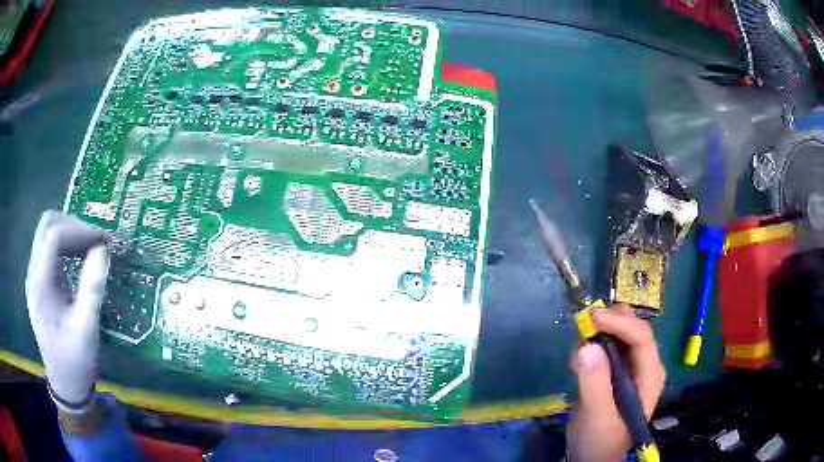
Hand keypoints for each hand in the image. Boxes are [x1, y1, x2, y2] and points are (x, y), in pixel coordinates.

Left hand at [25, 210, 109, 408]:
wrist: (66, 385)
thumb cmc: (75, 361)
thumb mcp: (86, 329)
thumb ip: (92, 288)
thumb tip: (104, 249)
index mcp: (40, 284)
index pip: (54, 236)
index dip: (79, 230)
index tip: (104, 240)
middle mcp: (34, 273)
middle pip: (47, 225)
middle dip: (73, 225)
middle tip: (96, 240)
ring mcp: (35, 277)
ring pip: (48, 233)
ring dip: (70, 234)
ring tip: (91, 248)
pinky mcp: (41, 283)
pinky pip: (51, 250)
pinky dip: (67, 246)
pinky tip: (80, 259)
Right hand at [566, 304, 664, 461]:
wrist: (593, 456)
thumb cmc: (600, 439)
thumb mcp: (596, 415)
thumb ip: (594, 383)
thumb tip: (586, 345)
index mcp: (650, 374)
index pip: (641, 336)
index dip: (618, 322)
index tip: (590, 317)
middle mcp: (645, 364)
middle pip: (633, 328)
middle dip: (610, 321)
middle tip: (582, 325)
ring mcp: (632, 367)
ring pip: (621, 333)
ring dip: (601, 331)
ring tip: (579, 345)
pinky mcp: (617, 371)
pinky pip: (609, 346)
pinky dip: (595, 342)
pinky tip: (581, 355)